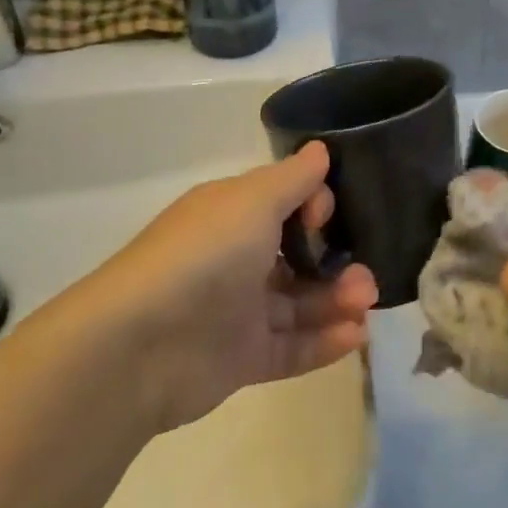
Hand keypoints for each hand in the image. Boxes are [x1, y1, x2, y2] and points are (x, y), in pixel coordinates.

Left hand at [94, 143, 377, 432]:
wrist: (141, 345)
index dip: (314, 207)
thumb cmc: (205, 254)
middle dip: (337, 261)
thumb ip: (294, 179)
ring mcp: (238, 311)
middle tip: (366, 276)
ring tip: (366, 304)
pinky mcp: (242, 358)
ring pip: (300, 302)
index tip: (326, 217)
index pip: (286, 203)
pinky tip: (356, 336)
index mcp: (233, 215)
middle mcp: (236, 258)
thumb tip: (321, 149)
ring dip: (337, 300)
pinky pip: (291, 346)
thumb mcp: (253, 200)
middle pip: (299, 256)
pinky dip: (324, 341)